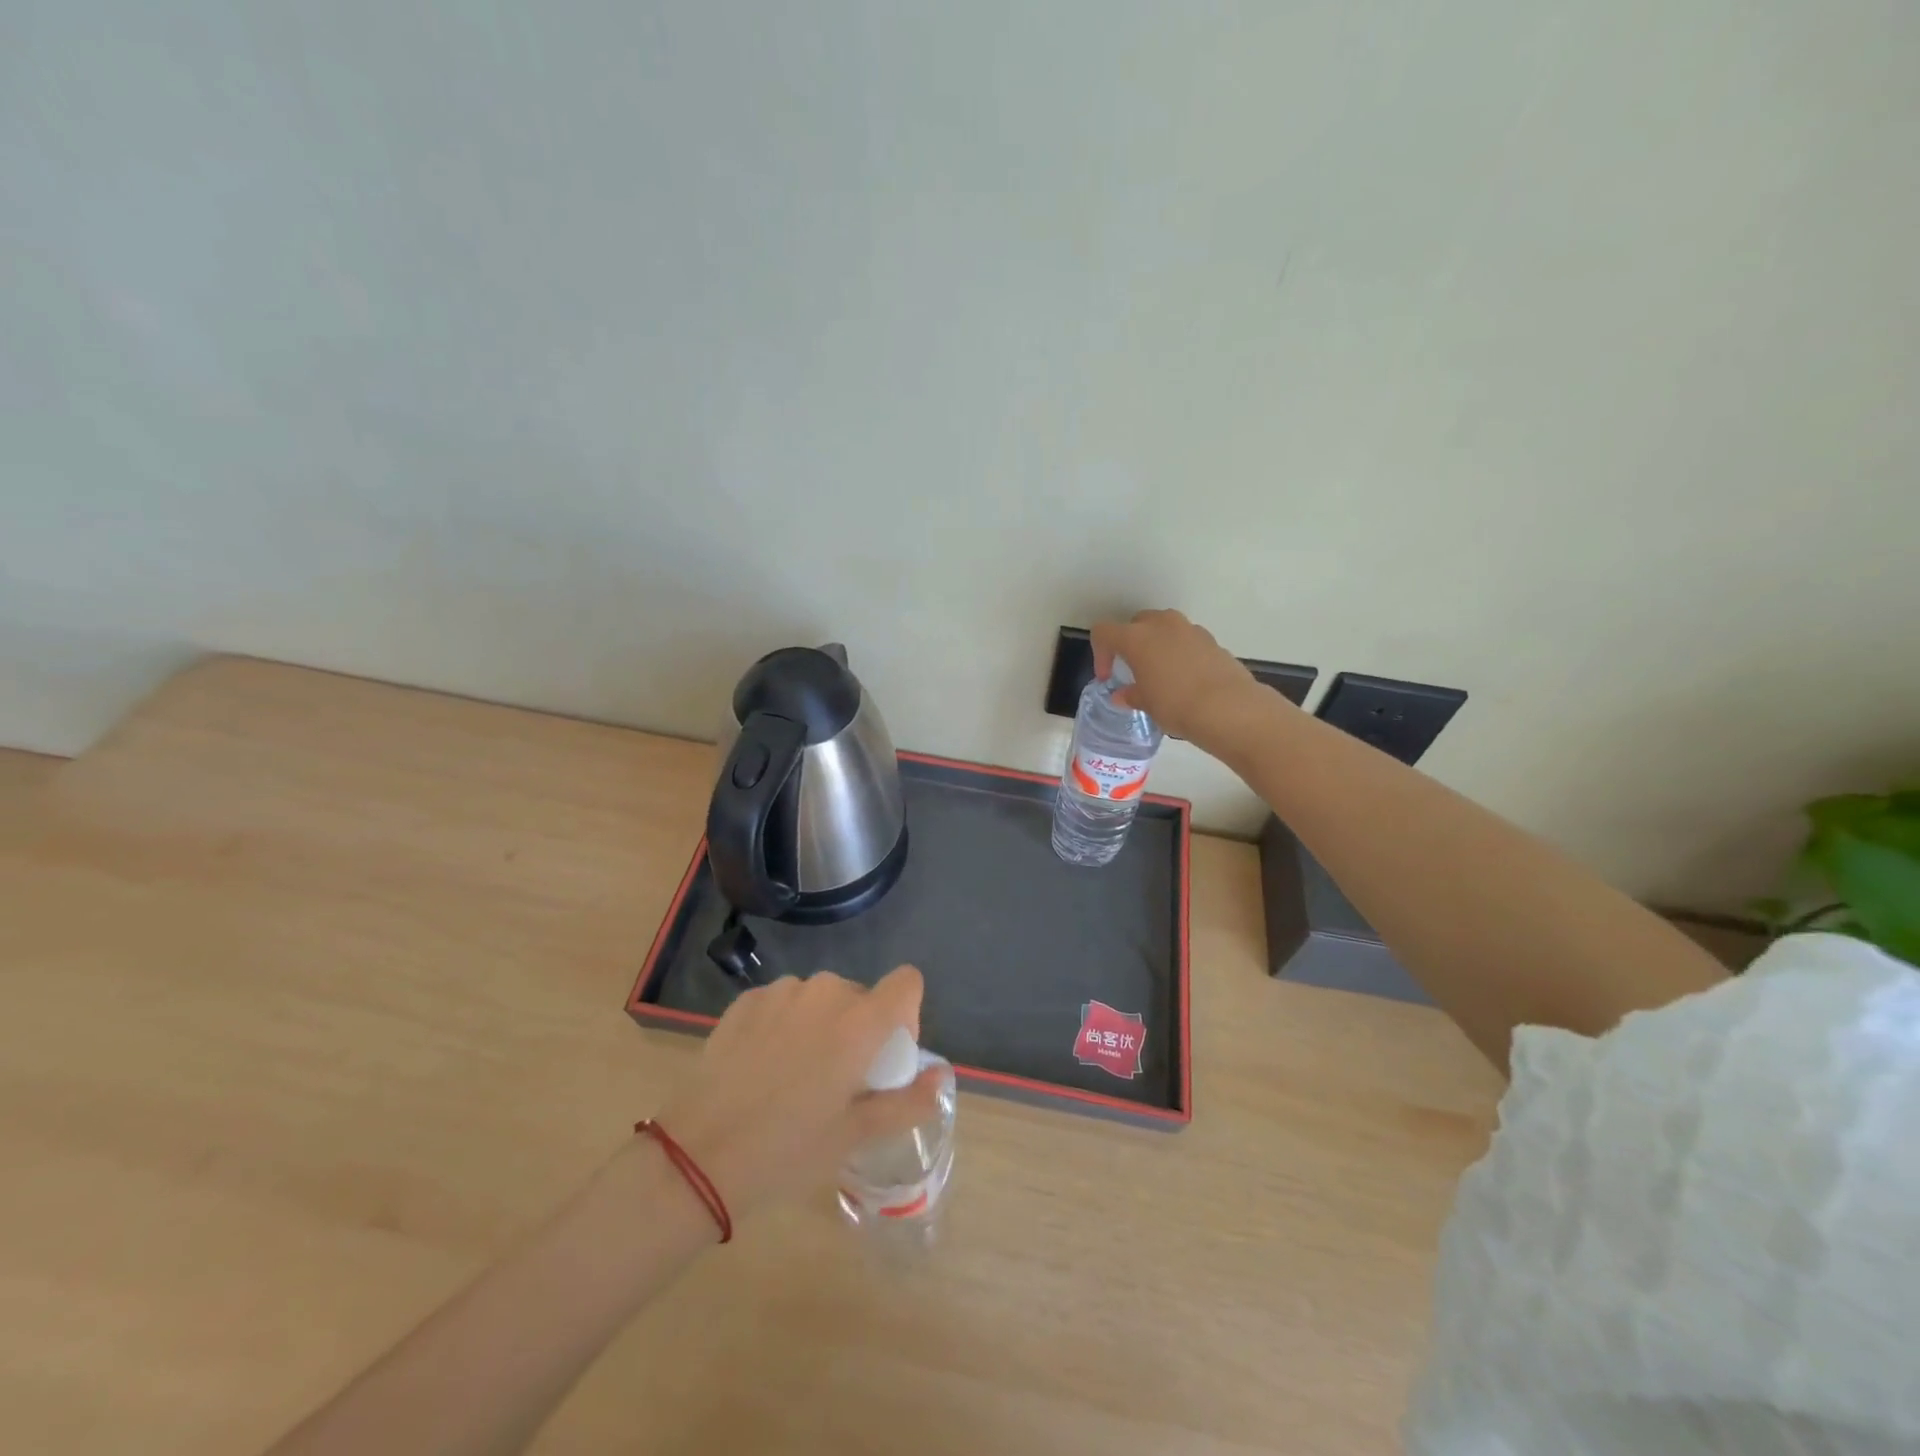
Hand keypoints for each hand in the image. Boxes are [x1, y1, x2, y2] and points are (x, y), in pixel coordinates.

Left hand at [650, 966, 942, 1223]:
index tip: (883, 1058)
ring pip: (821, 999)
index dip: (905, 1015)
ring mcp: (782, 992)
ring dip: (820, 1026)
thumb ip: (907, 1101)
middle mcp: (825, 992)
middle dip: (859, 1030)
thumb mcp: (855, 1136)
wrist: (698, 1155)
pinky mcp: (747, 999)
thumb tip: (941, 1076)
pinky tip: (762, 1066)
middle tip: (836, 1082)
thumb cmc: (788, 1150)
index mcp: (860, 1021)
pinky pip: (784, 1003)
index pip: (907, 982)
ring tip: (794, 1076)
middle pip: (862, 996)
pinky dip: (785, 1025)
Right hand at [1091, 610, 1276, 751]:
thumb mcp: (1146, 704)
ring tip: (1161, 673)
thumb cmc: (1176, 704)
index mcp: (1136, 637)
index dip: (1100, 653)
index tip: (1107, 677)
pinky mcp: (1212, 640)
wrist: (1228, 708)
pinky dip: (1180, 653)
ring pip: (1164, 628)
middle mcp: (1162, 625)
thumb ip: (1131, 695)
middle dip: (1130, 643)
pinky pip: (1187, 640)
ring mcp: (1190, 629)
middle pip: (1136, 623)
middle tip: (1133, 669)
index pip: (1104, 632)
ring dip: (1157, 645)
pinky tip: (1186, 679)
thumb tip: (1123, 695)